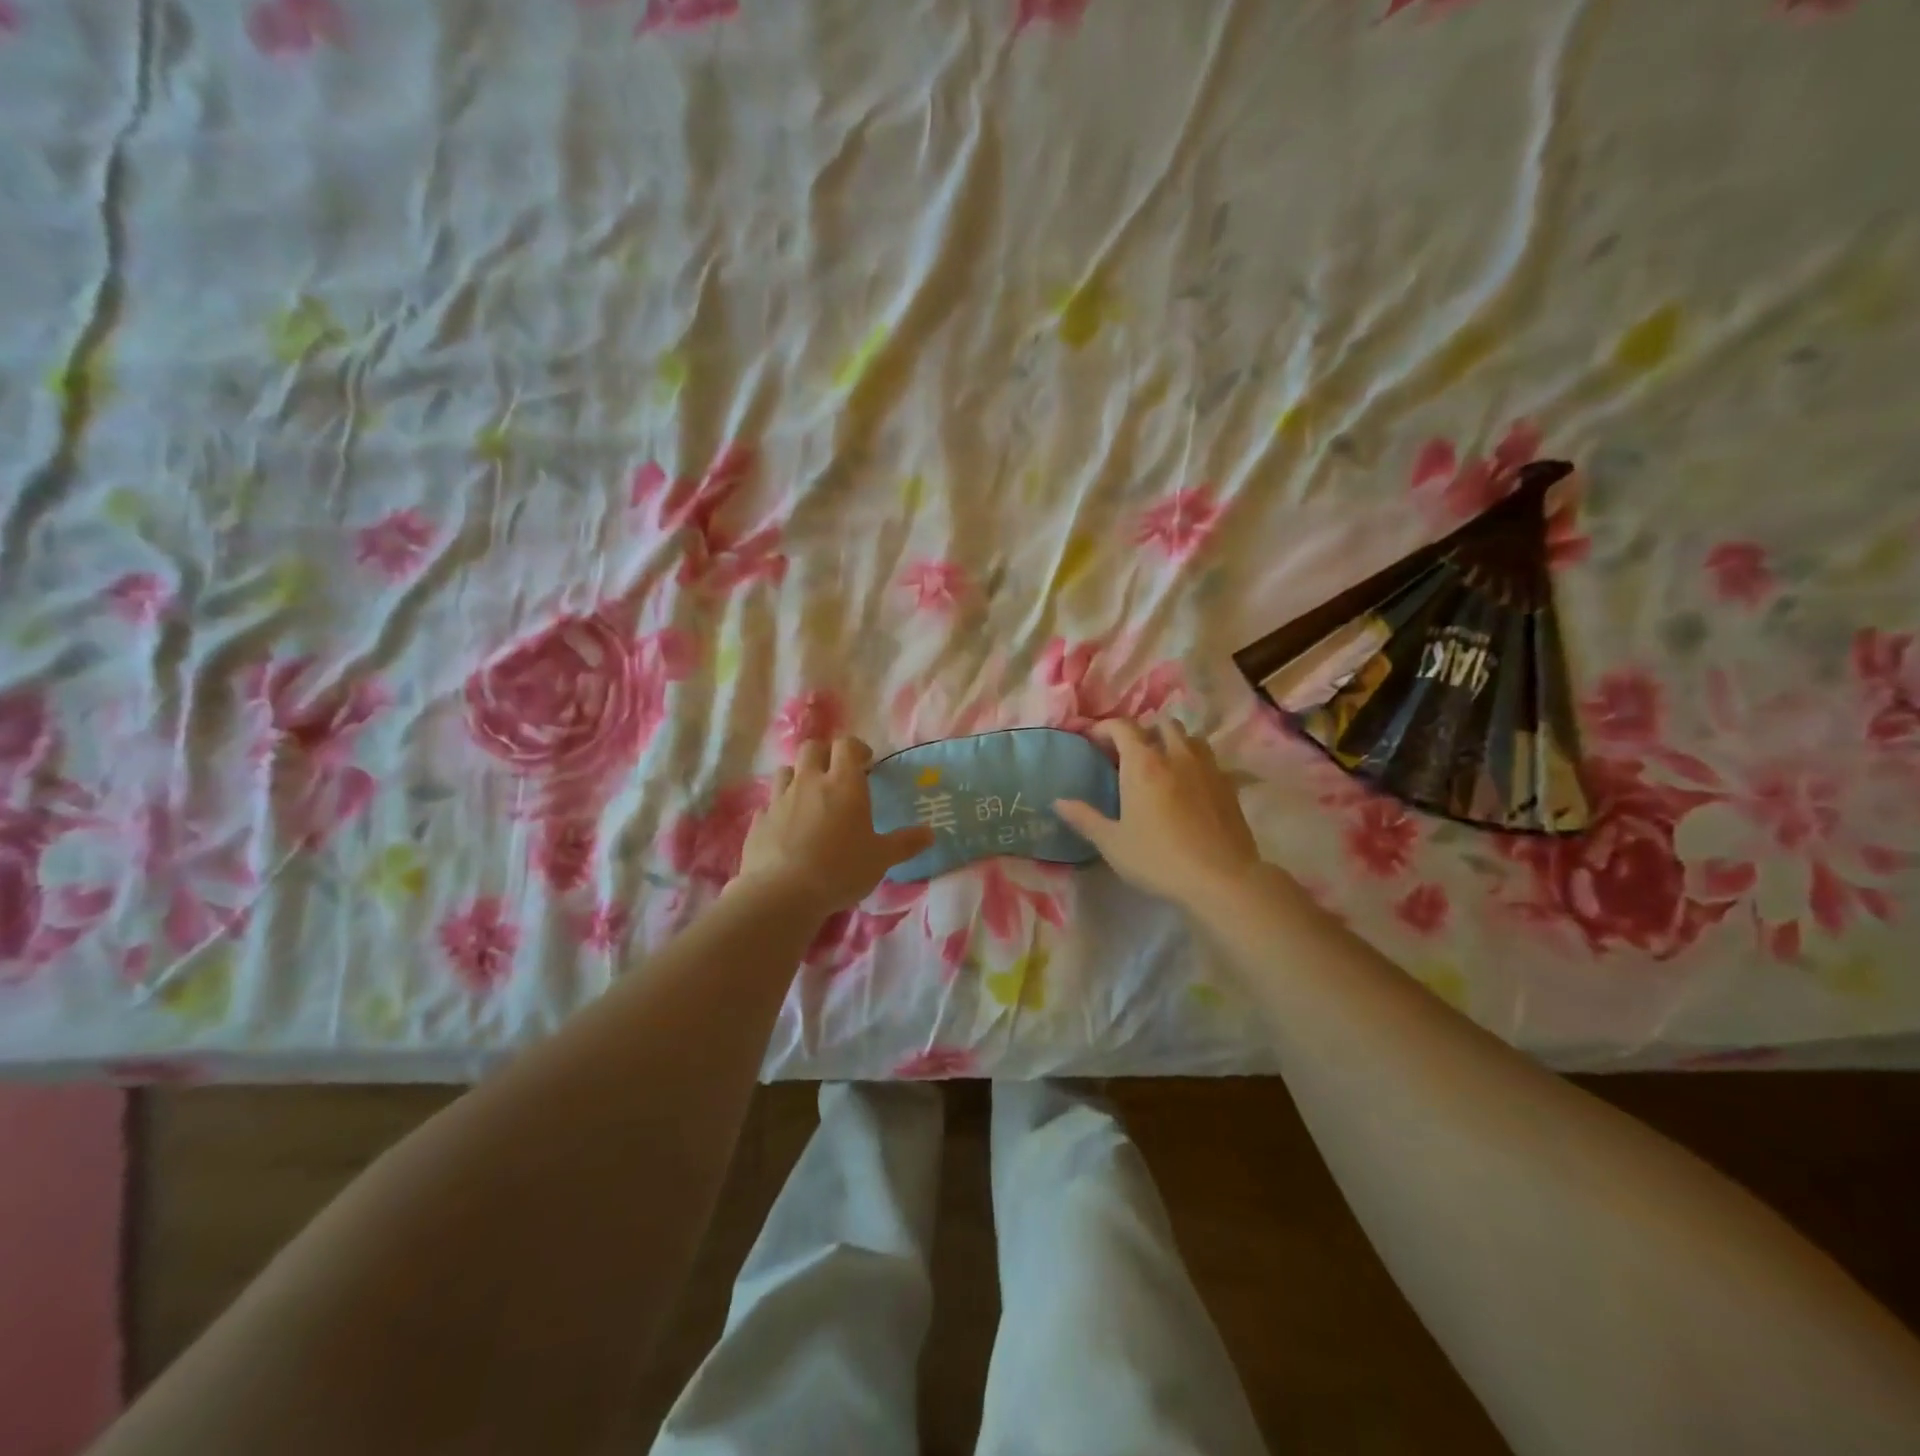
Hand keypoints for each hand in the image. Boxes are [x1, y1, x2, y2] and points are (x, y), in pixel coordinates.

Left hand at [733, 736, 934, 917]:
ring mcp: (779, 799)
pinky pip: (769, 804)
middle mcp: (809, 782)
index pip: (847, 745)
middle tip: (837, 774)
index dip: (856, 748)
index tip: (866, 762)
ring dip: (799, 777)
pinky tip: (787, 827)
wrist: (781, 893)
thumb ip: (905, 843)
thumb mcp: (881, 859)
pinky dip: (779, 809)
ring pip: (786, 771)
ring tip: (810, 798)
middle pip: (812, 748)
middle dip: (825, 754)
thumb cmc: (840, 869)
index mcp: (843, 783)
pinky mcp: (759, 821)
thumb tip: (931, 833)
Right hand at [1054, 719, 1265, 910]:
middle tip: (1129, 754)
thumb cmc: (1158, 859)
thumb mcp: (1113, 843)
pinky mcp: (1229, 785)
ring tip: (1162, 764)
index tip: (1092, 740)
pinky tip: (1189, 786)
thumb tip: (1058, 802)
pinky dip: (1195, 762)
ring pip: (1190, 737)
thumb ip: (1084, 818)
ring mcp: (1207, 768)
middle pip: (1161, 724)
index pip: (1122, 727)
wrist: (1221, 879)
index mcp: (1143, 764)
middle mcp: (1176, 756)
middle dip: (1143, 732)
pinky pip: (1209, 760)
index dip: (1104, 728)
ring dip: (1173, 742)